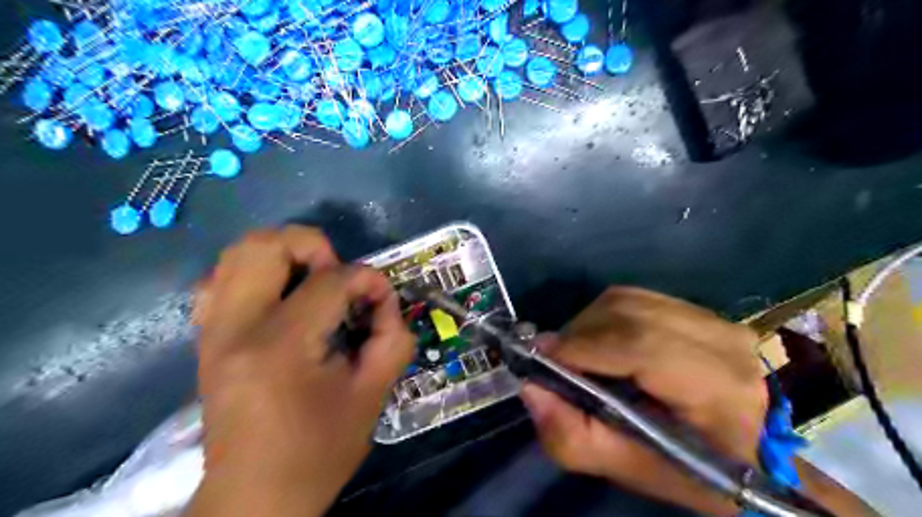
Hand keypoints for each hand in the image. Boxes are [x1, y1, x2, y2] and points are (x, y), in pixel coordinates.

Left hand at [184, 225, 412, 516]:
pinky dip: (255, 273)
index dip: (368, 280)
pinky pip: (221, 279)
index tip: (383, 299)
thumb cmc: (319, 451)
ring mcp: (212, 330)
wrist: (255, 498)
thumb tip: (385, 299)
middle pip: (267, 245)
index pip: (330, 281)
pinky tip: (281, 298)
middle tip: (339, 278)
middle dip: (315, 248)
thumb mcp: (373, 395)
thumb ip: (392, 337)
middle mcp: (235, 327)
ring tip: (313, 282)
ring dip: (285, 255)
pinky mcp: (207, 338)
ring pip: (238, 253)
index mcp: (280, 346)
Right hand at [518, 289, 763, 515]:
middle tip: (555, 361)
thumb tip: (531, 388)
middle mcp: (721, 339)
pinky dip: (604, 317)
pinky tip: (602, 342)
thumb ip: (574, 437)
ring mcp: (712, 317)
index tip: (542, 360)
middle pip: (626, 313)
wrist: (757, 452)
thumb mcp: (634, 470)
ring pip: (625, 300)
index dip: (582, 347)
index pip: (640, 346)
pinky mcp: (699, 309)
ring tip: (578, 354)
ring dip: (588, 324)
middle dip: (577, 334)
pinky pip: (634, 298)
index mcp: (718, 388)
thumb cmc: (699, 470)